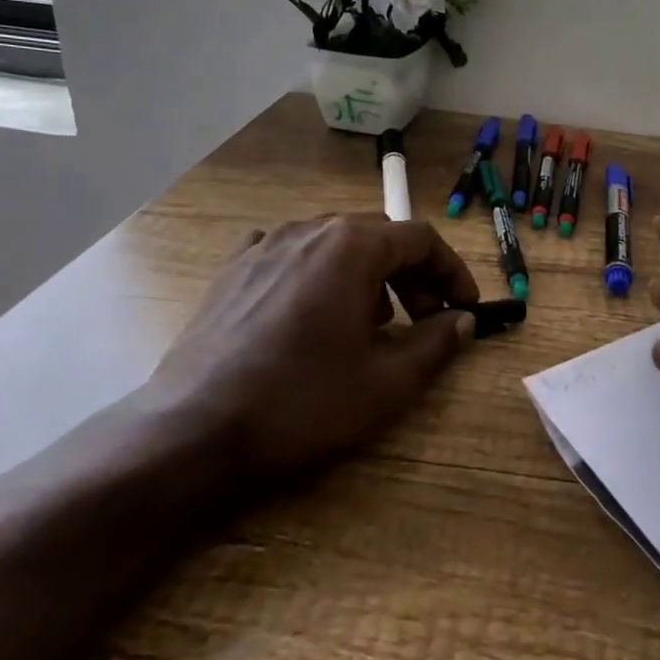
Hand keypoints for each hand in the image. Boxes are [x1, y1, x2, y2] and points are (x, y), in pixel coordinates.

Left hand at [141, 214, 479, 480]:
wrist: (195, 429)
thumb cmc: (302, 401)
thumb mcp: (387, 381)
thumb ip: (436, 343)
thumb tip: (463, 321)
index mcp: (350, 246)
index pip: (420, 239)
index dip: (451, 272)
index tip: (464, 308)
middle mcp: (308, 230)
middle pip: (378, 236)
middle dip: (412, 275)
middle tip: (424, 320)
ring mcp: (263, 246)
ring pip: (333, 243)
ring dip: (366, 274)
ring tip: (368, 323)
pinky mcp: (232, 270)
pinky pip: (288, 254)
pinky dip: (316, 273)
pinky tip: (310, 308)